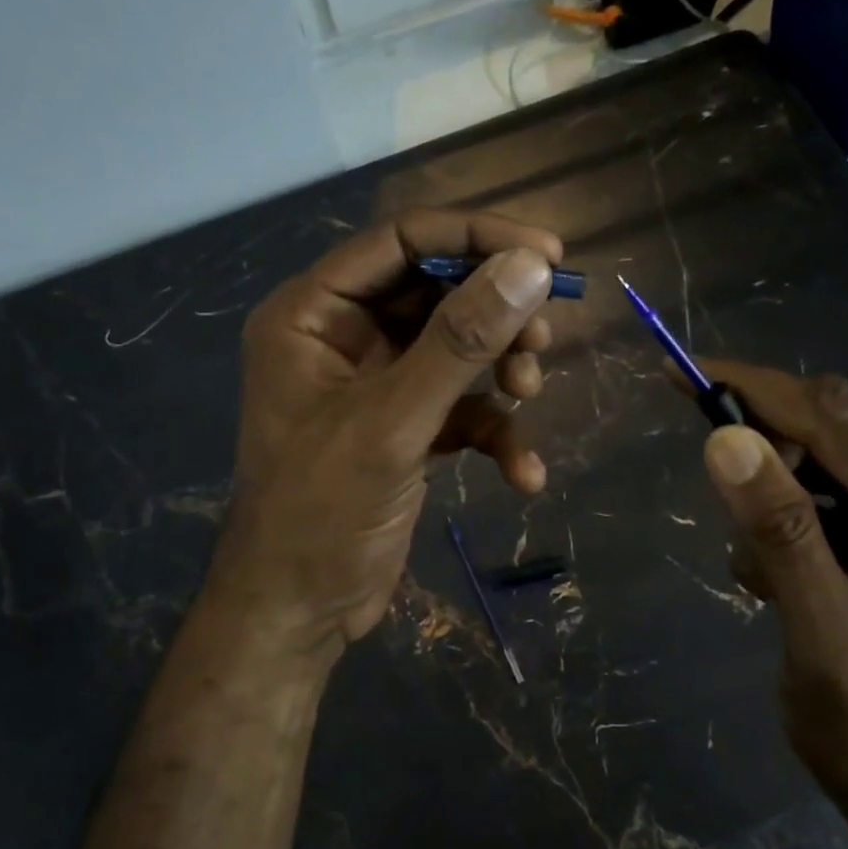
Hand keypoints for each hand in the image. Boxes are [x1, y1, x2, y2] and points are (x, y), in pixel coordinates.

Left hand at [207, 210, 564, 660]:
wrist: (298, 612)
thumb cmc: (320, 513)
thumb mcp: (391, 423)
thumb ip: (459, 343)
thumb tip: (530, 267)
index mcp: (314, 314)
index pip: (401, 240)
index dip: (476, 237)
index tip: (549, 254)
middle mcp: (343, 337)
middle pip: (436, 291)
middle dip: (495, 313)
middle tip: (542, 337)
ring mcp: (377, 384)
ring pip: (457, 348)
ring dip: (501, 368)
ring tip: (529, 393)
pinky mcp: (406, 429)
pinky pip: (462, 408)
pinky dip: (496, 432)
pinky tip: (522, 474)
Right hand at [693, 362, 847, 834]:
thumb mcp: (822, 638)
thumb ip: (780, 534)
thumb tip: (726, 440)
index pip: (845, 424)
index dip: (763, 391)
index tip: (689, 371)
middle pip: (841, 425)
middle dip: (765, 433)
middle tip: (706, 457)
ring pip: (826, 455)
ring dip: (772, 488)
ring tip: (760, 571)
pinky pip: (823, 492)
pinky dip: (781, 517)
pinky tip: (775, 579)